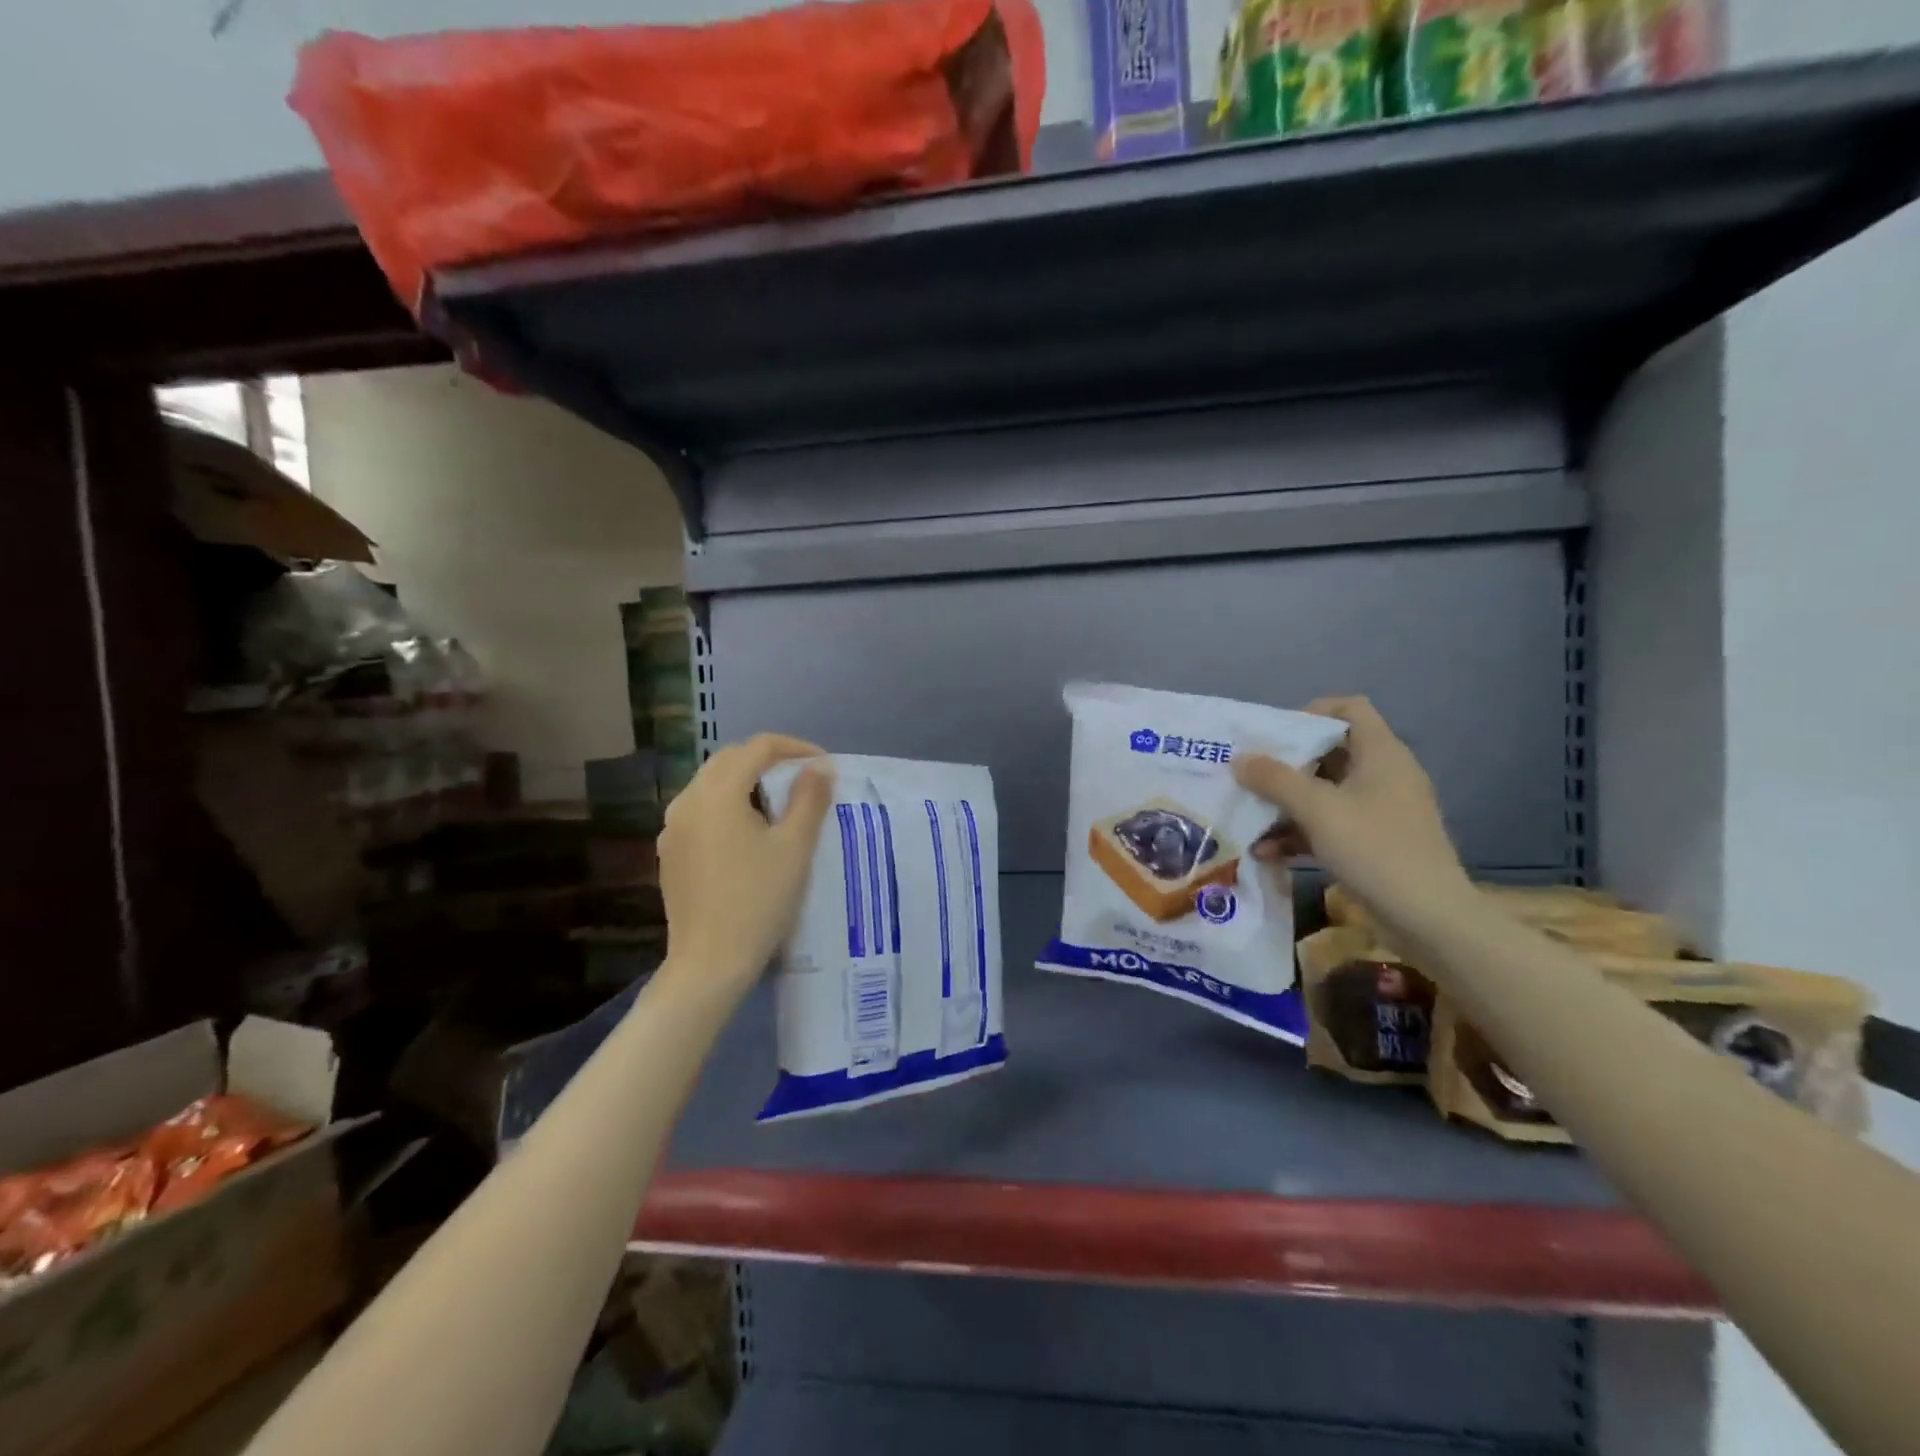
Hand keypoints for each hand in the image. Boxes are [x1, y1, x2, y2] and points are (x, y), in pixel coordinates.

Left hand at [656, 734, 834, 999]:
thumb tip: (819, 767)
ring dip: (747, 782)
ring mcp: (672, 827)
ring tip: (780, 805)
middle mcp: (687, 800)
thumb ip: (809, 798)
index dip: (795, 748)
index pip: (758, 747)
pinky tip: (749, 834)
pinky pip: (702, 811)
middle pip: (730, 760)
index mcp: (717, 792)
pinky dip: (729, 806)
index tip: (824, 766)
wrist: (710, 963)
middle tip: (804, 780)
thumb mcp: (795, 847)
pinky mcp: (670, 852)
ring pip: (713, 785)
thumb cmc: (759, 900)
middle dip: (769, 761)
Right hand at [1233, 696, 1472, 927]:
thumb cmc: (1375, 849)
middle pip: (1329, 752)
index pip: (1349, 709)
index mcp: (1381, 753)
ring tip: (1248, 818)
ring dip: (1286, 804)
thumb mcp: (1318, 809)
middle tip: (1248, 776)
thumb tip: (1240, 758)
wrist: (1429, 919)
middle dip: (1286, 765)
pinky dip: (1300, 832)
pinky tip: (1267, 852)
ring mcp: (1380, 811)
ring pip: (1325, 792)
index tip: (1274, 735)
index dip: (1311, 713)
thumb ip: (1275, 780)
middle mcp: (1384, 775)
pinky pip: (1330, 825)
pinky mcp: (1374, 843)